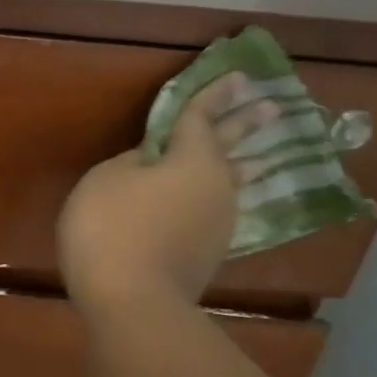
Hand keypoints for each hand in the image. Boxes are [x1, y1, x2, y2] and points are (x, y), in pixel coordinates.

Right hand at [57, 73, 279, 312]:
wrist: (132, 300)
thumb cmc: (112, 227)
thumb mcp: (105, 180)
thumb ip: (130, 163)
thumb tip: (150, 162)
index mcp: (192, 160)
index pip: (202, 118)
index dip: (213, 95)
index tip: (236, 76)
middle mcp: (216, 188)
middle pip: (231, 149)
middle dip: (245, 125)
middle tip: (271, 106)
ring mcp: (216, 224)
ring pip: (230, 184)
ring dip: (241, 165)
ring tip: (255, 158)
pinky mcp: (207, 254)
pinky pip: (214, 212)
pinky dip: (212, 199)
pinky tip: (209, 203)